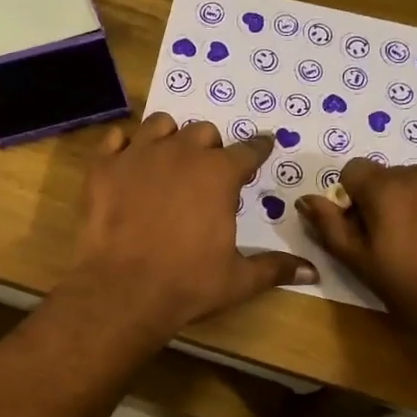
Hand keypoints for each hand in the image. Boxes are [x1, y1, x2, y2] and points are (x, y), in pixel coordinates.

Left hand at [64, 113, 316, 339]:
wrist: (122, 291)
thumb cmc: (187, 284)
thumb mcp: (237, 279)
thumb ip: (275, 268)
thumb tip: (313, 271)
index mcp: (219, 174)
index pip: (248, 151)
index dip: (258, 150)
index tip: (262, 148)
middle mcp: (181, 153)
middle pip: (203, 133)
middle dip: (210, 147)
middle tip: (207, 170)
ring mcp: (138, 156)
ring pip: (160, 125)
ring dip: (169, 137)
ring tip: (168, 158)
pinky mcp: (103, 167)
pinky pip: (114, 139)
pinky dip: (123, 147)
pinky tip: (126, 162)